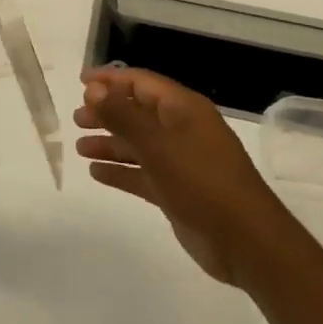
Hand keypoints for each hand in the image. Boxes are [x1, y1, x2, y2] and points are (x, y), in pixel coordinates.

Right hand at [76, 67, 282, 283]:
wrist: (246, 242)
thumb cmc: (202, 181)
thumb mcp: (158, 144)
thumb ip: (123, 115)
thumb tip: (93, 89)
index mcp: (184, 109)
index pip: (142, 82)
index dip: (111, 80)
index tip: (80, 82)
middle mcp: (182, 130)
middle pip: (138, 112)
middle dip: (107, 112)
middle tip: (76, 118)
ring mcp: (180, 161)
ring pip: (138, 144)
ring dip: (110, 143)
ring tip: (79, 147)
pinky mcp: (177, 190)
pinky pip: (142, 173)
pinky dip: (120, 171)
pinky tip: (96, 173)